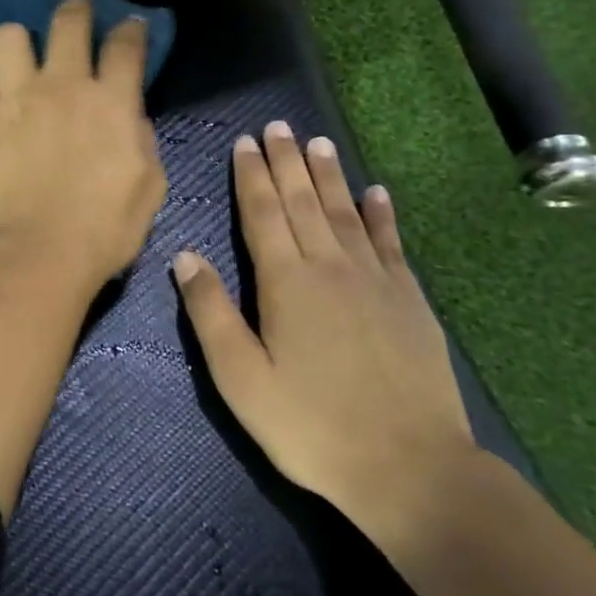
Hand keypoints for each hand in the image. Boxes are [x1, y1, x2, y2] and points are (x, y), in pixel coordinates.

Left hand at [0, 0, 167, 291]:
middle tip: (76, 14)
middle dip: (76, 10)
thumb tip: (128, 115)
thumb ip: (141, 138)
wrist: (38, 252)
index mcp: (112, 100)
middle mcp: (63, 85)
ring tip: (22, 56)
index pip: (125, 44)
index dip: (130, 29)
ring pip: (9, 35)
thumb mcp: (148, 185)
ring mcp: (15, 96)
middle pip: (68, 21)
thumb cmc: (104, 229)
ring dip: (20, 40)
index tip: (129, 26)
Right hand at [171, 123, 474, 528]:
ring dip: (329, 176)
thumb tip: (184, 256)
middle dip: (286, 162)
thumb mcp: (241, 378)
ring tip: (318, 143)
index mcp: (285, 282)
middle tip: (278, 127)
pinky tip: (377, 192)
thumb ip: (210, 312)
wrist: (411, 469)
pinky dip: (381, 214)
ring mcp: (375, 281)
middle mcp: (330, 267)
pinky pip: (390, 243)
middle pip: (303, 202)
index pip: (262, 214)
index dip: (251, 176)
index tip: (245, 142)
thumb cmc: (310, 426)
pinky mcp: (410, 301)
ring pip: (345, 213)